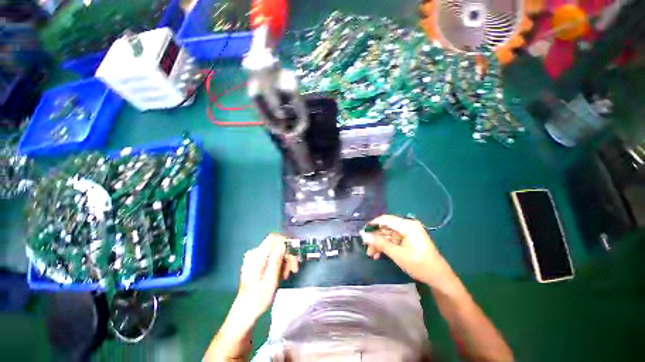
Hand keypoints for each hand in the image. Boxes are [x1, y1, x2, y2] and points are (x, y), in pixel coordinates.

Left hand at [235, 234, 298, 319]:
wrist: (244, 312)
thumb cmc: (258, 300)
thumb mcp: (270, 281)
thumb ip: (276, 260)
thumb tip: (283, 244)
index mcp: (257, 257)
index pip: (273, 238)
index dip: (286, 241)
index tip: (294, 253)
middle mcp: (254, 253)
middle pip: (276, 245)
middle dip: (287, 254)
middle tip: (294, 268)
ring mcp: (254, 257)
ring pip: (275, 251)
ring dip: (284, 260)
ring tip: (287, 274)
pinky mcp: (256, 261)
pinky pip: (272, 256)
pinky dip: (279, 263)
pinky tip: (281, 274)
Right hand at [360, 215, 450, 286]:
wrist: (440, 278)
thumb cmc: (420, 265)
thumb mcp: (398, 254)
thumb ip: (380, 243)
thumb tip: (363, 234)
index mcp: (407, 225)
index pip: (385, 219)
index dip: (372, 225)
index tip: (362, 233)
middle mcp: (408, 225)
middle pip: (386, 227)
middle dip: (375, 237)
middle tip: (367, 248)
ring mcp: (408, 232)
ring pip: (388, 234)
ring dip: (379, 243)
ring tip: (372, 254)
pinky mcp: (409, 239)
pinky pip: (393, 239)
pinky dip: (386, 246)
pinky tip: (379, 254)